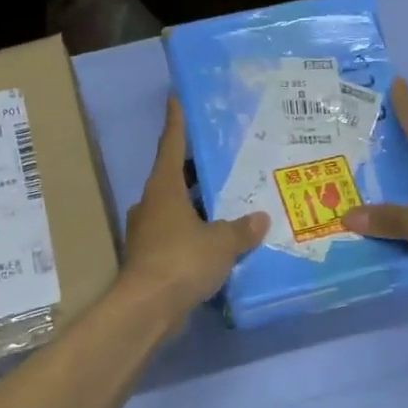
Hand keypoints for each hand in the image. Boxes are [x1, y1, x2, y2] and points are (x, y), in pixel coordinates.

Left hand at [120, 98, 267, 326]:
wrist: (147, 308)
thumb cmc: (182, 261)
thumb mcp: (221, 242)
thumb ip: (241, 229)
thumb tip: (260, 218)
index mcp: (163, 189)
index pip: (171, 145)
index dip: (176, 122)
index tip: (176, 98)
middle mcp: (151, 204)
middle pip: (174, 178)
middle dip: (195, 168)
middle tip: (223, 157)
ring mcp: (148, 232)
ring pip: (176, 209)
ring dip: (197, 204)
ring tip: (228, 200)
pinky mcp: (151, 258)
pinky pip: (178, 236)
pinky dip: (195, 233)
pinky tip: (218, 240)